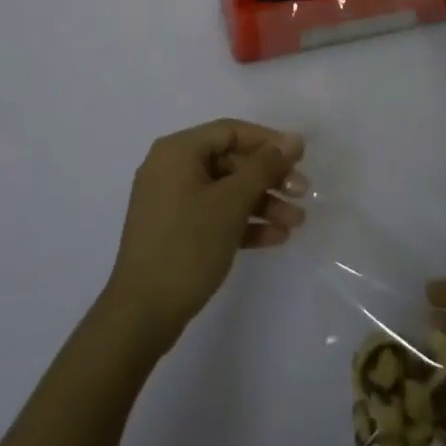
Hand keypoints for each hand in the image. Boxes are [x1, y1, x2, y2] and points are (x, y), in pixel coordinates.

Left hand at [103, 120, 306, 357]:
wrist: (142, 313)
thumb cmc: (188, 245)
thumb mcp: (231, 202)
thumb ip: (264, 167)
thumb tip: (293, 139)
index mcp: (177, 151)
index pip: (230, 131)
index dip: (268, 141)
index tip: (301, 158)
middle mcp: (171, 168)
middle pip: (230, 161)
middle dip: (269, 178)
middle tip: (302, 194)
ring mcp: (171, 201)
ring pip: (225, 191)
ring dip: (262, 203)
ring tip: (296, 223)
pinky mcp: (175, 230)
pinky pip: (215, 214)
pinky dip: (243, 222)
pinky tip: (276, 238)